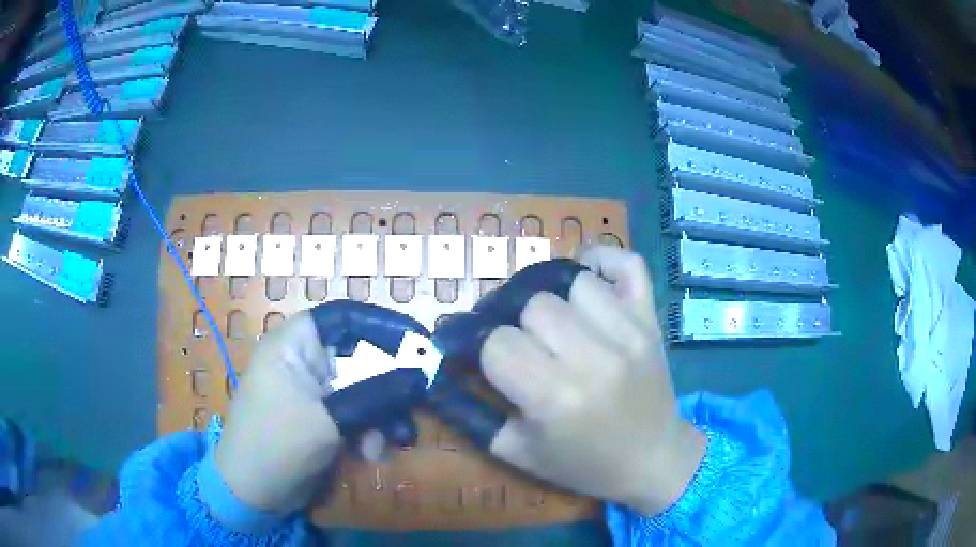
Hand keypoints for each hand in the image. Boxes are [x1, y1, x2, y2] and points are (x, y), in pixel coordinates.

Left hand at [215, 301, 429, 515]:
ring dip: (381, 416)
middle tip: (416, 405)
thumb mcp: (327, 421)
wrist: (252, 494)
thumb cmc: (276, 446)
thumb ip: (375, 395)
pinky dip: (369, 431)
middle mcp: (306, 360)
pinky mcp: (322, 417)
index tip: (422, 345)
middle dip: (389, 385)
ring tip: (389, 443)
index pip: (347, 317)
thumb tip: (422, 375)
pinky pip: (357, 413)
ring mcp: (314, 390)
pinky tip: (371, 453)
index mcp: (295, 344)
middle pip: (361, 356)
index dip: (385, 325)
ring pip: (364, 389)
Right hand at [431, 247, 705, 514]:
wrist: (653, 460)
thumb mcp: (516, 452)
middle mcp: (593, 358)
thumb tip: (437, 370)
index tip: (477, 352)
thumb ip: (469, 413)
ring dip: (552, 299)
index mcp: (555, 398)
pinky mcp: (650, 320)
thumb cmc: (583, 464)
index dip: (480, 346)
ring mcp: (628, 332)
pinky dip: (601, 261)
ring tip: (551, 322)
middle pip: (532, 304)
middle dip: (513, 323)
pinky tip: (586, 280)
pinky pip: (626, 263)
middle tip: (517, 341)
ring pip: (571, 281)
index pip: (497, 342)